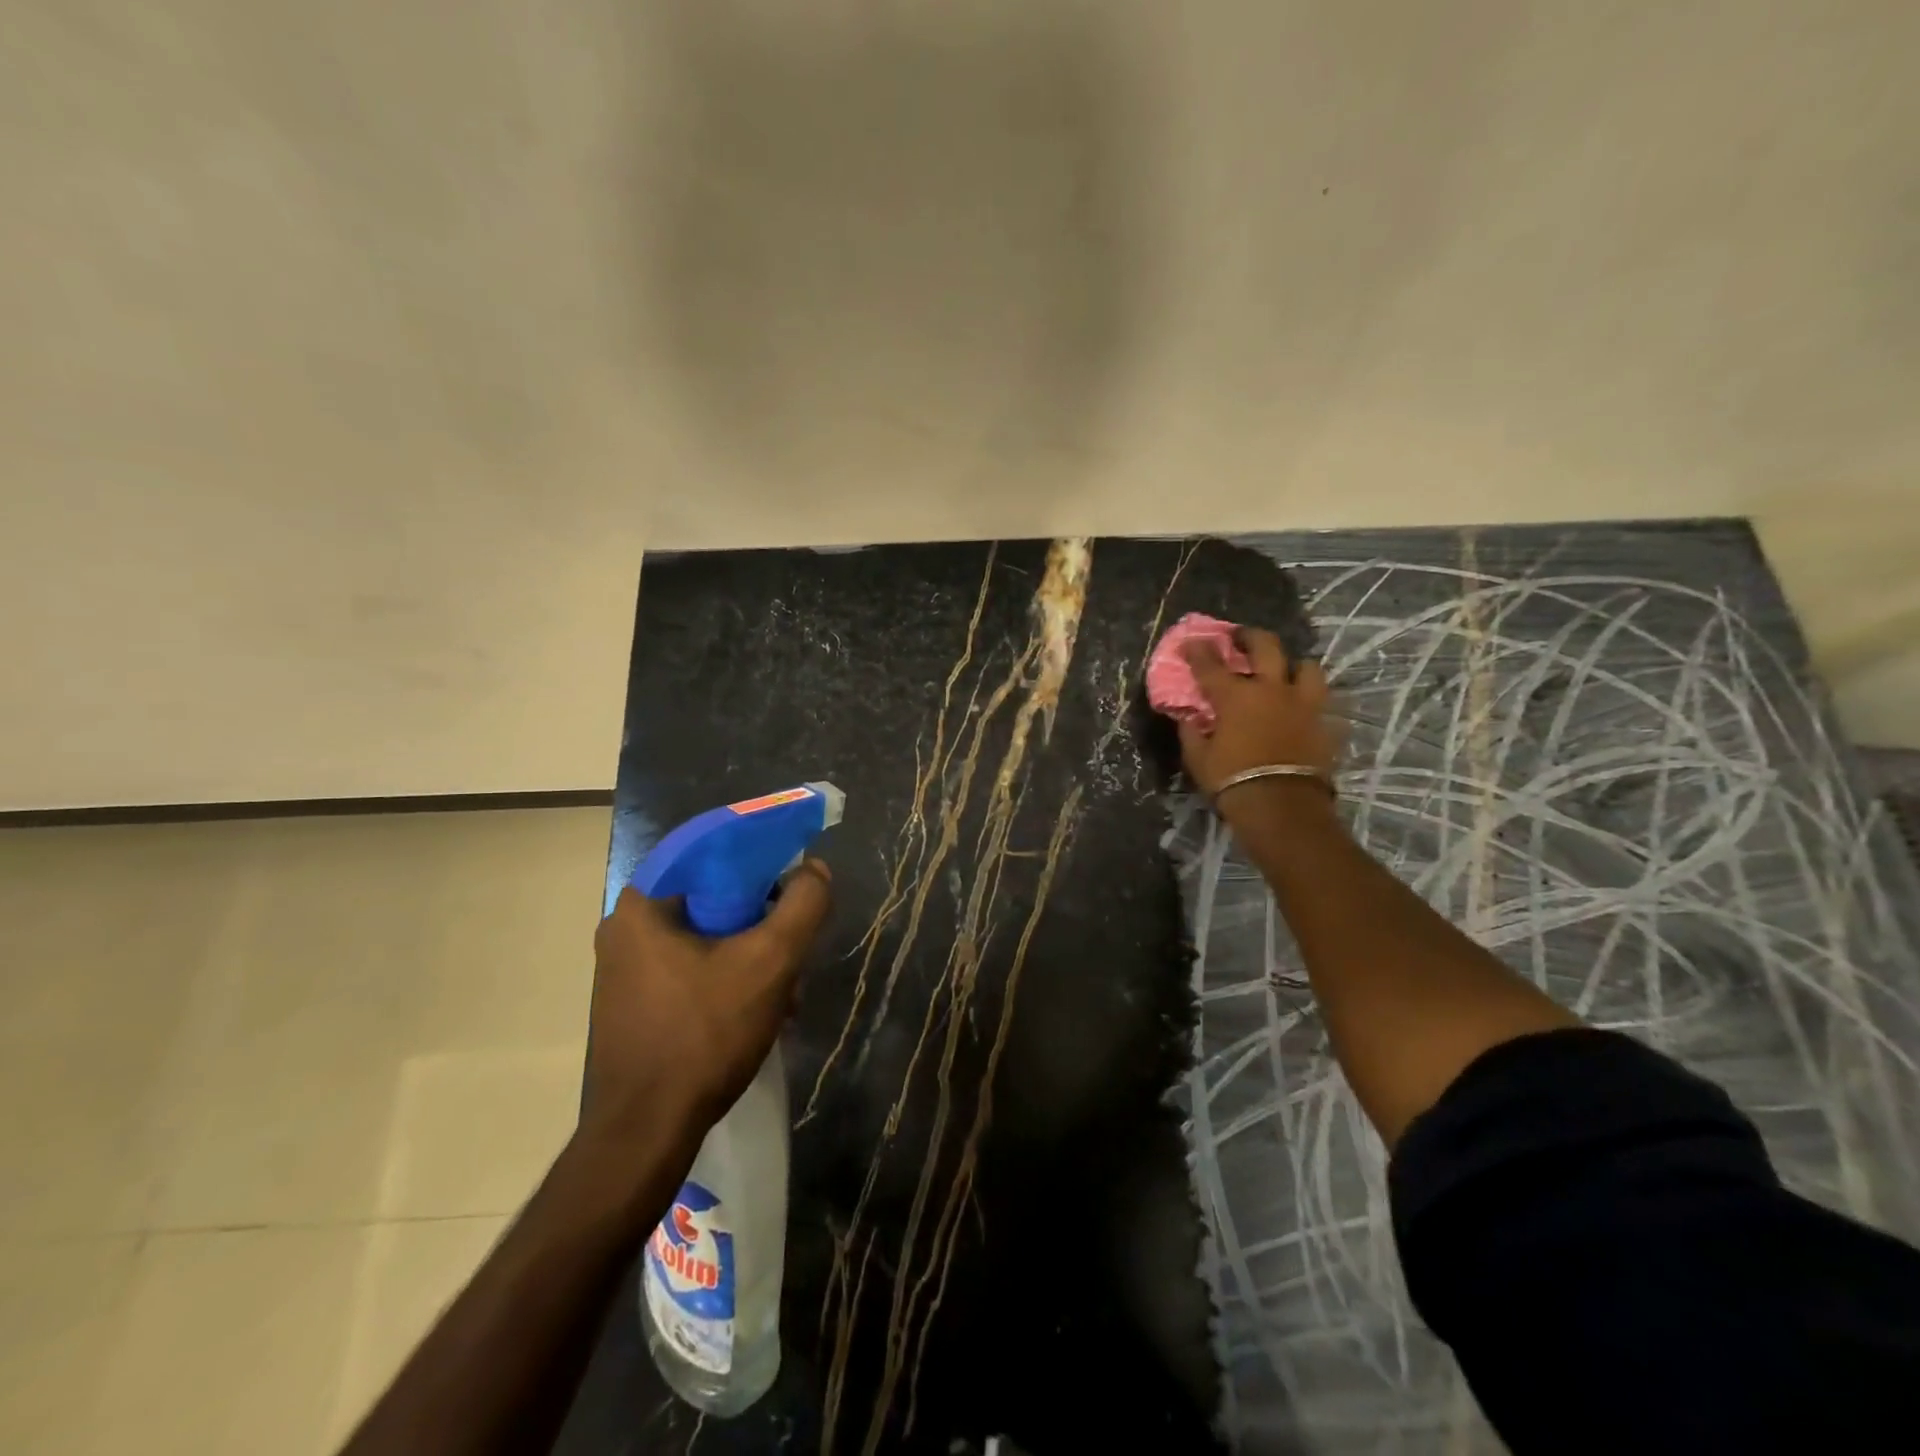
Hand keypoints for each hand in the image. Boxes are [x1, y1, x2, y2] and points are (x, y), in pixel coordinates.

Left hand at [582, 861, 832, 1153]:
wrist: (646, 1133)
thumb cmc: (704, 1035)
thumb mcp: (770, 963)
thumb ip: (802, 905)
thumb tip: (815, 869)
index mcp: (644, 903)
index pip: (711, 850)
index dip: (760, 853)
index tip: (795, 871)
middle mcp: (625, 927)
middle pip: (711, 897)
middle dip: (761, 917)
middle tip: (795, 939)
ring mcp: (623, 969)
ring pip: (704, 936)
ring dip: (750, 952)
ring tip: (785, 987)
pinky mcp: (631, 1003)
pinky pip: (689, 967)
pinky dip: (727, 975)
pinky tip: (759, 1009)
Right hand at [1179, 628, 1339, 798]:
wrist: (1282, 807)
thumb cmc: (1232, 781)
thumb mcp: (1199, 759)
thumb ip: (1191, 732)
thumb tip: (1187, 718)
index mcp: (1235, 696)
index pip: (1210, 664)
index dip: (1198, 650)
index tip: (1191, 641)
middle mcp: (1271, 689)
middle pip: (1266, 646)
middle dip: (1249, 636)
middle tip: (1240, 638)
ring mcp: (1303, 703)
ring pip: (1307, 667)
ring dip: (1293, 666)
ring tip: (1285, 673)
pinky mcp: (1325, 722)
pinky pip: (1322, 702)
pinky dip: (1310, 701)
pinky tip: (1302, 708)